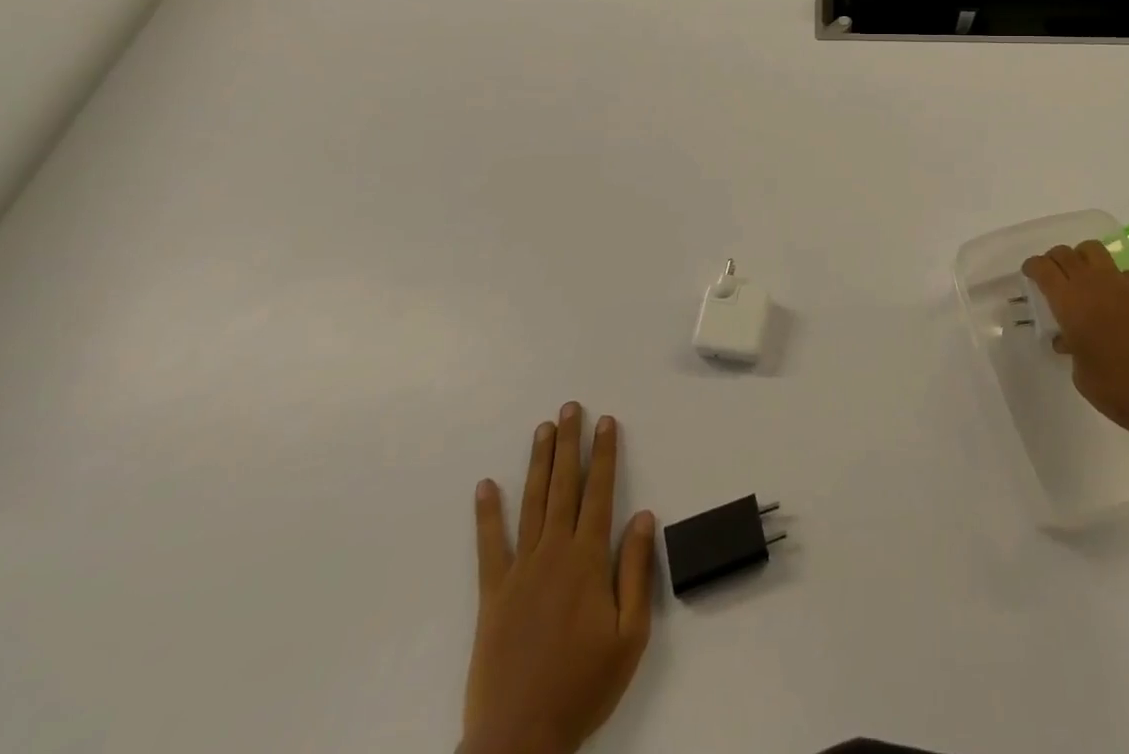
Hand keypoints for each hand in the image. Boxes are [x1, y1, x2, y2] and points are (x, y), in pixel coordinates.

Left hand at [464, 405, 656, 753]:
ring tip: (542, 429)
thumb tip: (643, 517)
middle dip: (569, 444)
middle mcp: (554, 553)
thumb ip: (636, 571)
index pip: (600, 492)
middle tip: (570, 408)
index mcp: (588, 560)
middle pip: (563, 487)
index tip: (606, 422)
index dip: (604, 454)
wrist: (519, 741)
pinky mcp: (492, 595)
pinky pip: (489, 547)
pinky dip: (487, 514)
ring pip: (531, 504)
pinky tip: (485, 487)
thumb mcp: (630, 634)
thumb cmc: (583, 686)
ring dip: (538, 463)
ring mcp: (519, 572)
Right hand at [1023, 240, 1128, 443]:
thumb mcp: (1079, 371)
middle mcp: (1093, 283)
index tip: (1030, 272)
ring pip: (1094, 250)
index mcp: (1069, 302)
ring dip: (1082, 258)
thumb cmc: (1115, 388)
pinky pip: (1123, 273)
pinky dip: (1113, 279)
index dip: (1033, 266)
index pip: (1044, 268)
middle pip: (1066, 253)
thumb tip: (1068, 337)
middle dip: (1054, 259)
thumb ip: (1070, 344)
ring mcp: (1123, 283)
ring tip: (1083, 276)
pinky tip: (1118, 300)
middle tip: (1052, 272)